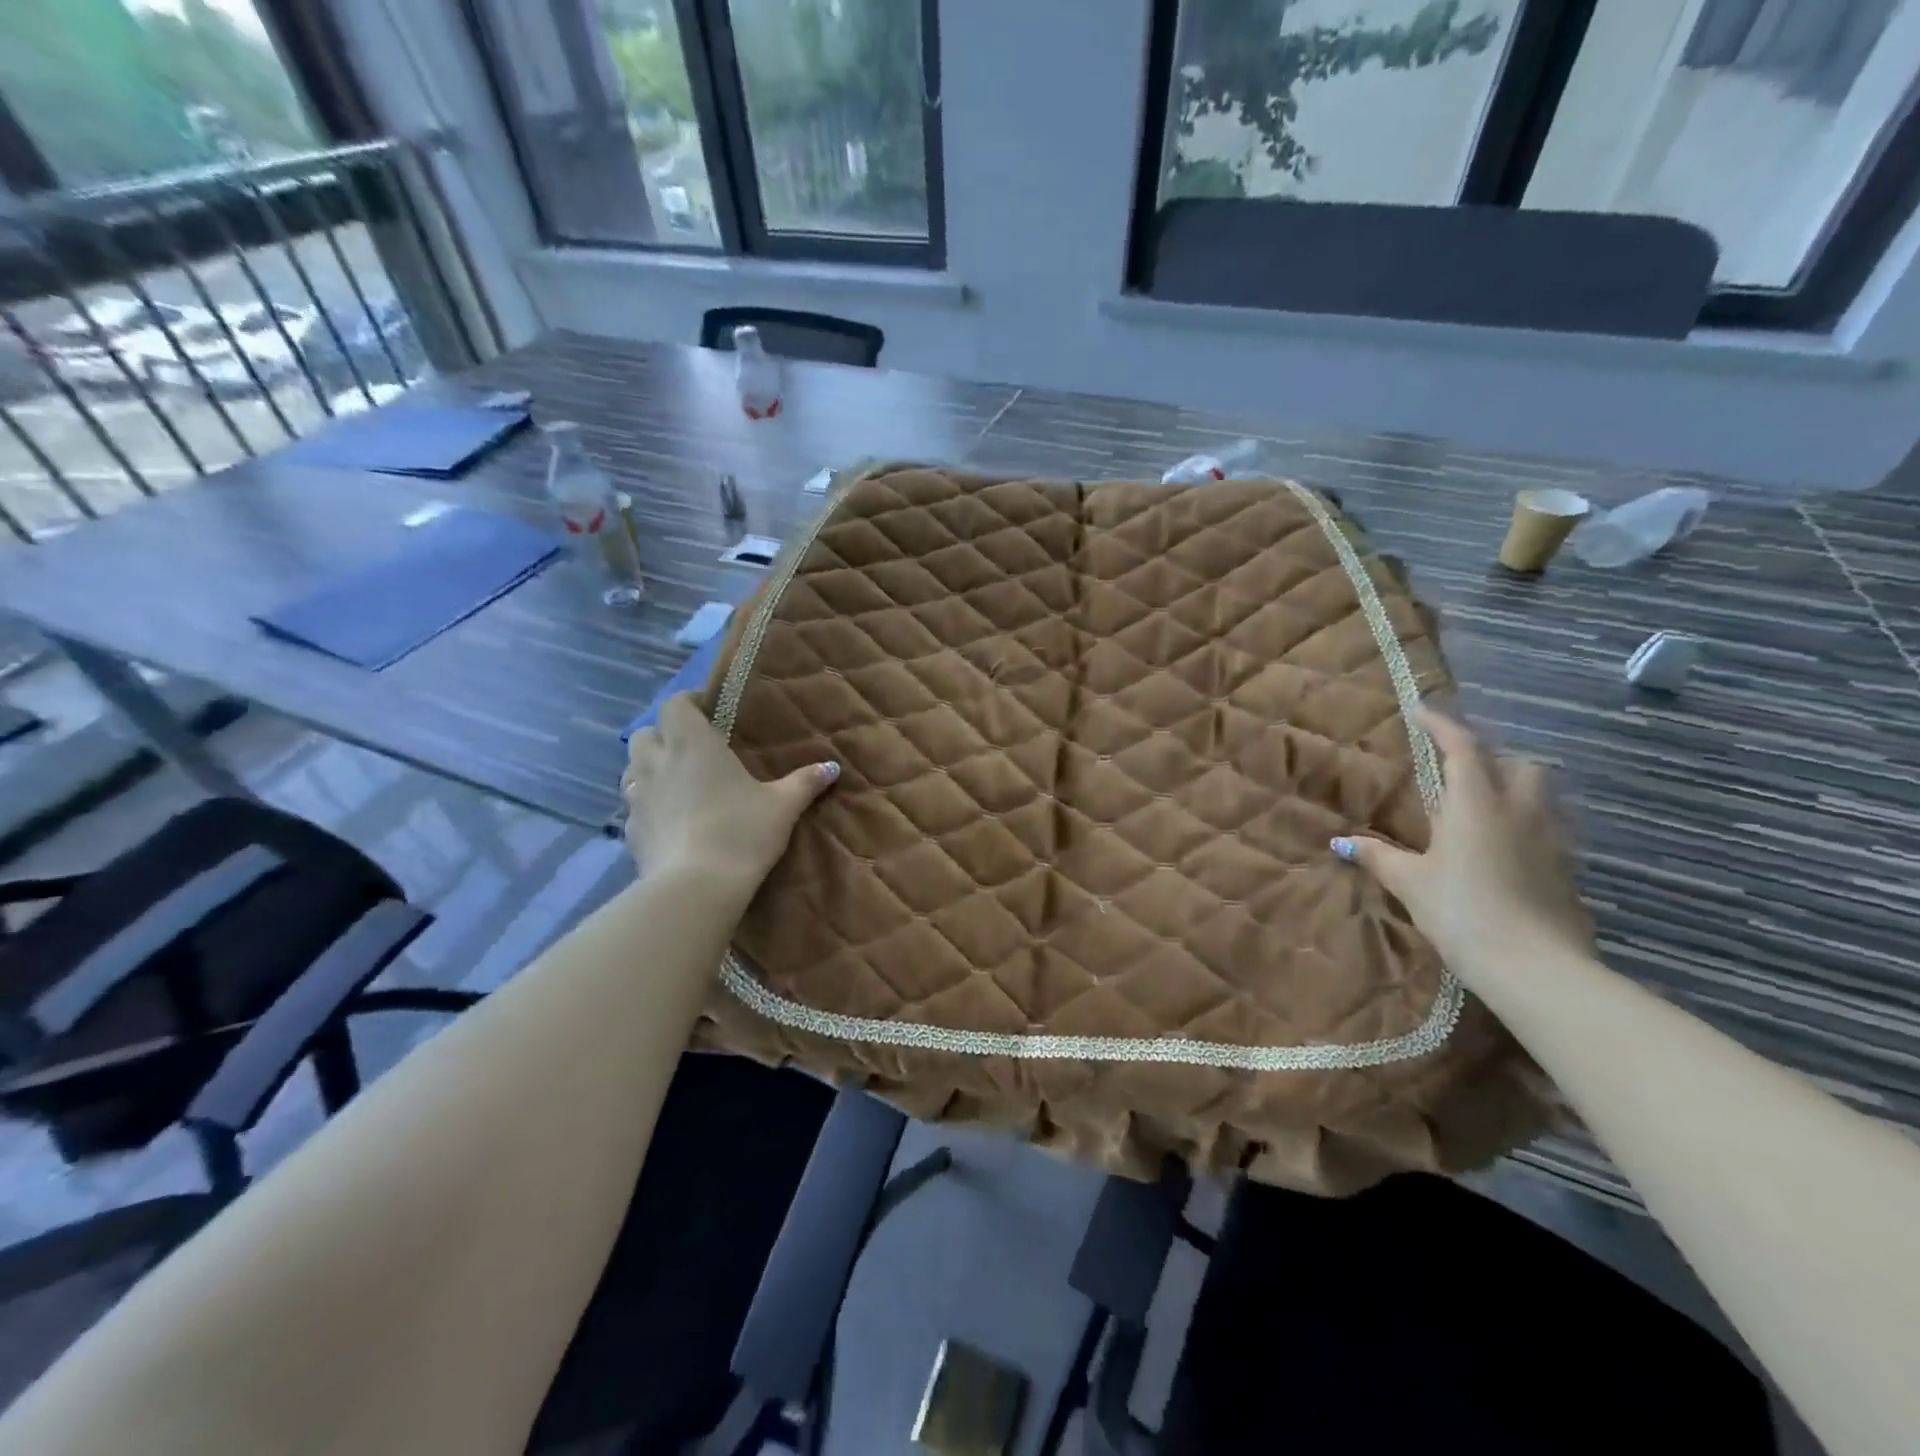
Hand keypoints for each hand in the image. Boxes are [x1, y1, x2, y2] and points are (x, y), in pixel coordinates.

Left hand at [621, 694, 838, 897]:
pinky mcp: (630, 831)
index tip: (709, 713)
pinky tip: (670, 823)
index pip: (675, 705)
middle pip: (646, 734)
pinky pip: (633, 807)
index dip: (689, 703)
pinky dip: (648, 806)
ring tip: (678, 784)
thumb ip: (805, 782)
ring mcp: (637, 798)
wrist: (695, 888)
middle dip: (664, 736)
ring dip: (650, 769)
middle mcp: (657, 763)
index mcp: (692, 744)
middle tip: (692, 751)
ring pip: (632, 769)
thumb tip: (832, 767)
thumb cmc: (741, 833)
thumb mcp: (782, 807)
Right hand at [1335, 710, 1593, 981]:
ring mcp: (1551, 841)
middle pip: (1519, 765)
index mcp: (1476, 805)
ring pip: (1539, 797)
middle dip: (1493, 759)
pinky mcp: (1566, 871)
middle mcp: (1519, 812)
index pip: (1463, 748)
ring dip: (1513, 791)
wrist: (1534, 966)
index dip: (1443, 725)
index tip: (1422, 712)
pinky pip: (1546, 832)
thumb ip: (1377, 856)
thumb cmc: (1461, 911)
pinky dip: (1523, 828)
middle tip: (1461, 771)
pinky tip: (1501, 853)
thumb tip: (1342, 842)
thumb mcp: (1410, 883)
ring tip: (1480, 811)